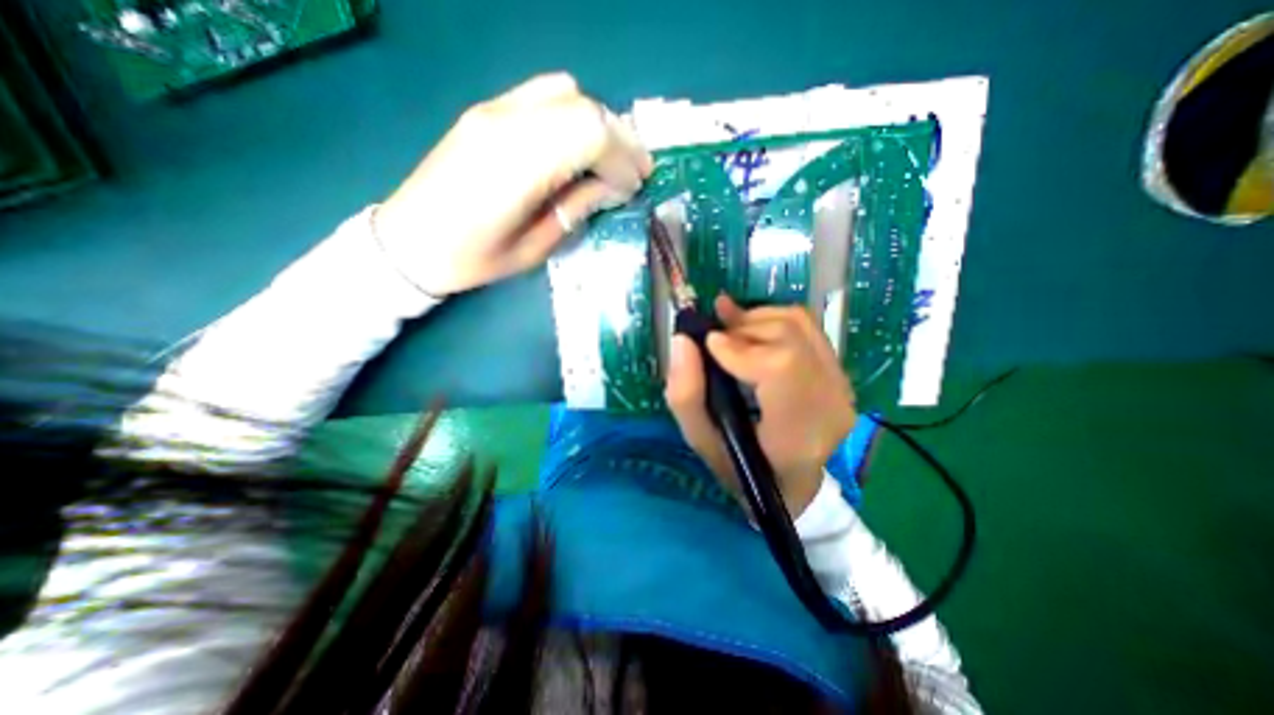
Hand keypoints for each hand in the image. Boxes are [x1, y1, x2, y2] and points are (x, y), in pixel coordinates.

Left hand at [375, 74, 649, 294]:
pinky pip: (543, 95)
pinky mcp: (488, 112)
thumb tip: (612, 188)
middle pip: (583, 107)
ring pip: (566, 92)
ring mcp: (493, 111)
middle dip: (620, 139)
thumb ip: (575, 210)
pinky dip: (573, 116)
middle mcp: (506, 123)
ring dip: (598, 123)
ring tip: (611, 159)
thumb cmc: (473, 258)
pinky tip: (579, 146)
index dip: (622, 159)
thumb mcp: (534, 248)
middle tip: (635, 172)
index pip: (590, 134)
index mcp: (517, 165)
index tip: (634, 187)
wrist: (409, 240)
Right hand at [668, 294, 854, 516]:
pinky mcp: (838, 368)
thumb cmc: (745, 468)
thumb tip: (682, 340)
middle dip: (741, 330)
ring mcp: (840, 380)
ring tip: (727, 333)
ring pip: (797, 323)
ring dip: (754, 320)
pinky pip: (805, 325)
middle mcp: (830, 400)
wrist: (796, 482)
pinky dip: (770, 319)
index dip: (741, 347)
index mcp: (797, 431)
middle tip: (712, 341)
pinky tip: (748, 328)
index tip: (708, 345)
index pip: (781, 367)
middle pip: (788, 336)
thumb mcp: (703, 442)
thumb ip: (685, 395)